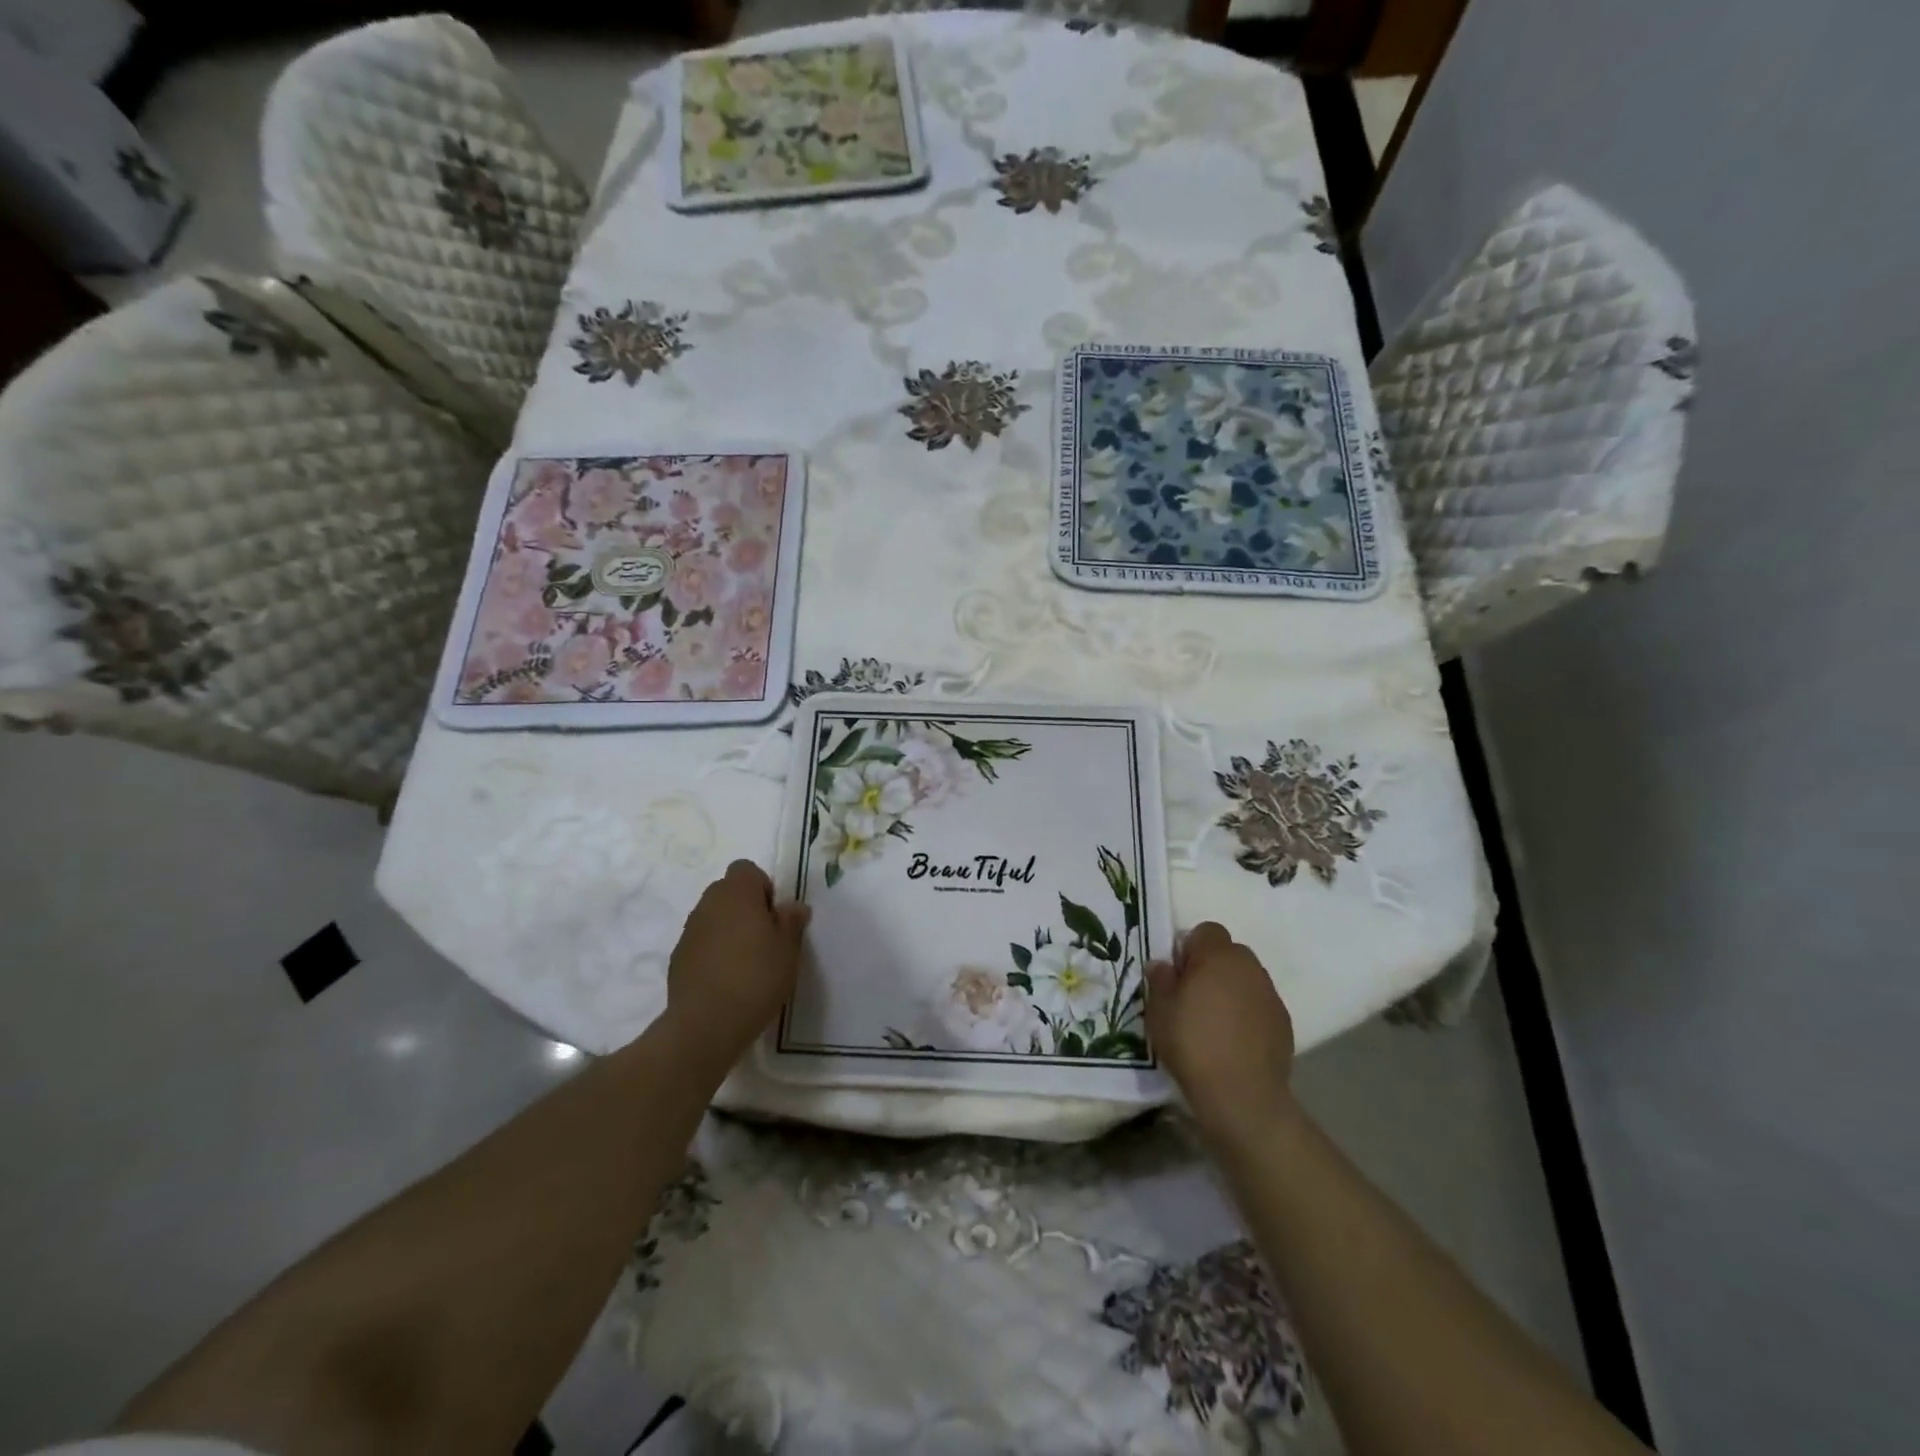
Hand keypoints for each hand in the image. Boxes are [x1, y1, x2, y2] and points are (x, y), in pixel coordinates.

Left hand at [666, 860, 809, 1065]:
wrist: (706, 1023)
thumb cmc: (756, 977)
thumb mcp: (789, 949)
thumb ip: (792, 921)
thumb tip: (793, 906)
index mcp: (737, 893)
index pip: (746, 869)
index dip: (763, 887)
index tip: (774, 916)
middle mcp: (708, 904)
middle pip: (728, 891)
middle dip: (746, 907)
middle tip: (765, 939)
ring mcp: (689, 931)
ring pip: (713, 917)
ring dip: (729, 930)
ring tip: (747, 962)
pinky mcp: (677, 958)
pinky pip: (701, 942)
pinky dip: (713, 952)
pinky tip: (727, 980)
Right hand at [1146, 922, 1295, 1138]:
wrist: (1242, 1096)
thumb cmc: (1193, 1044)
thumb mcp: (1159, 1011)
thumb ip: (1160, 980)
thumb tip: (1163, 965)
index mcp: (1218, 956)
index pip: (1206, 931)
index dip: (1190, 948)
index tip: (1178, 975)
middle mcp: (1249, 967)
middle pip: (1229, 953)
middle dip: (1212, 967)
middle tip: (1192, 997)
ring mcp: (1270, 995)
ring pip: (1246, 979)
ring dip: (1231, 990)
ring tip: (1213, 1022)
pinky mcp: (1283, 1023)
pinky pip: (1259, 1005)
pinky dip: (1247, 1014)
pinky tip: (1233, 1041)